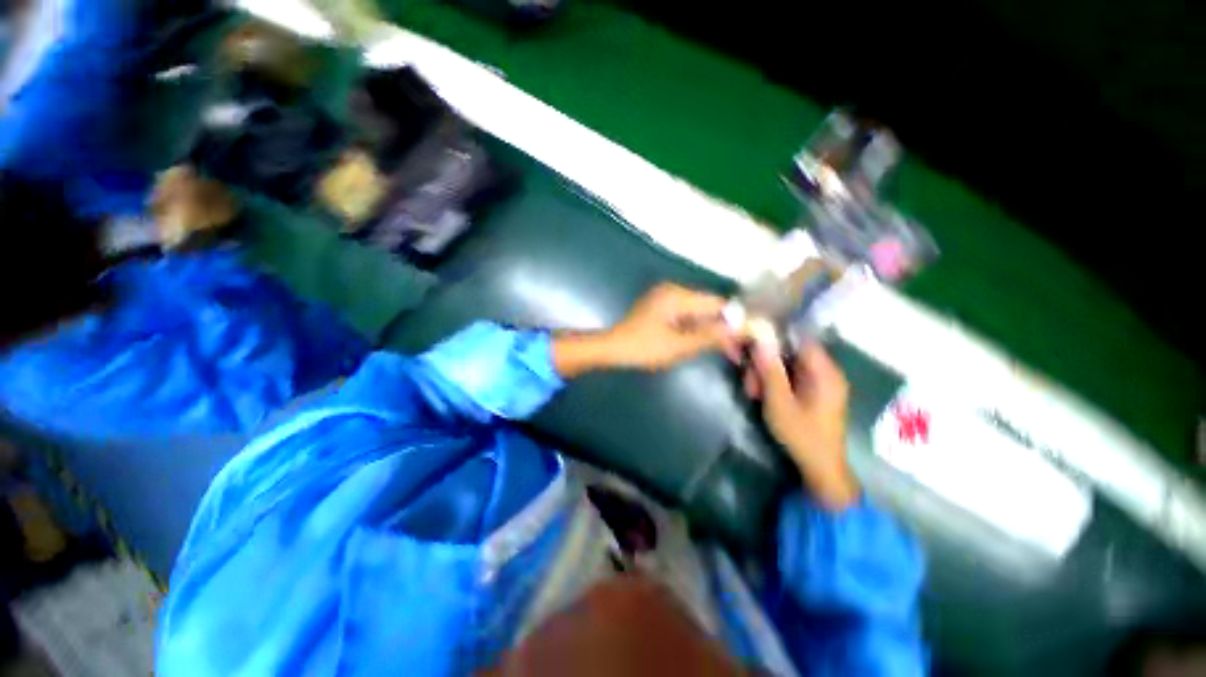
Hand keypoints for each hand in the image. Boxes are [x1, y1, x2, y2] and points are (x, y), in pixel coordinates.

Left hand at [552, 284, 734, 376]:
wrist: (612, 349)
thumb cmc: (642, 348)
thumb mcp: (678, 346)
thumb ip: (710, 336)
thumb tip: (741, 329)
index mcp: (677, 296)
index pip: (716, 303)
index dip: (734, 320)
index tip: (748, 338)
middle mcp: (673, 290)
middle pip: (708, 306)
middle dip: (723, 328)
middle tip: (737, 350)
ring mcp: (666, 297)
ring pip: (699, 312)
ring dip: (710, 330)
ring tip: (726, 351)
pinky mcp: (661, 307)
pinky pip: (687, 315)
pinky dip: (696, 328)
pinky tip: (704, 343)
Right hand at [744, 330, 858, 509]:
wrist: (821, 468)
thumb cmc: (801, 434)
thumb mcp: (779, 402)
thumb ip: (770, 370)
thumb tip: (761, 338)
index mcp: (824, 372)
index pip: (799, 339)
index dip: (774, 338)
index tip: (751, 346)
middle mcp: (826, 372)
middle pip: (790, 353)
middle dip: (765, 364)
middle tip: (749, 382)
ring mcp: (821, 382)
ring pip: (787, 365)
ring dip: (766, 375)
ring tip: (753, 393)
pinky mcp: (815, 392)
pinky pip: (791, 377)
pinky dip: (775, 383)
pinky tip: (762, 396)